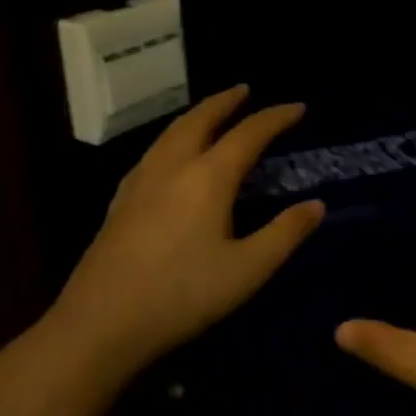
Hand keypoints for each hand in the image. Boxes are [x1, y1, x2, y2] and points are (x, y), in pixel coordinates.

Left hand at [44, 86, 324, 383]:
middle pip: (201, 119)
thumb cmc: (181, 296)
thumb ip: (285, 234)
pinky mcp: (120, 202)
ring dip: (197, 115)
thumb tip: (316, 205)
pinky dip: (173, 137)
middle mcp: (173, 167)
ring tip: (211, 113)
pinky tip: (170, 155)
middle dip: (226, 101)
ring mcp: (141, 182)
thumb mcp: (247, 271)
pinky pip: (154, 151)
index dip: (276, 118)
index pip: (248, 134)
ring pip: (172, 132)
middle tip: (245, 90)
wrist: (98, 325)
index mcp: (208, 178)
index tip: (298, 108)